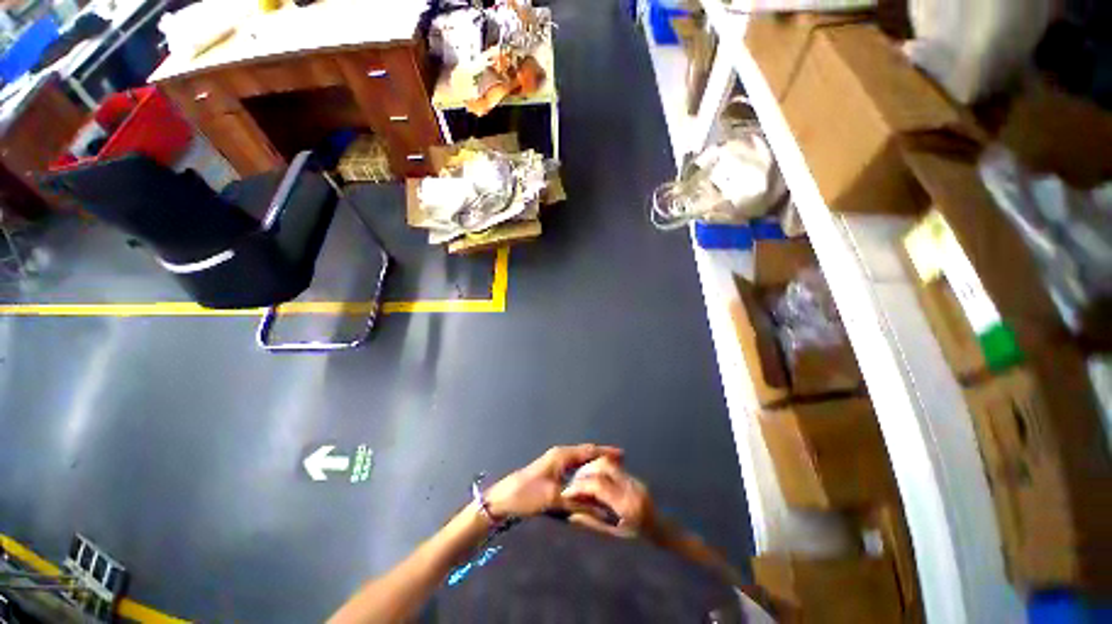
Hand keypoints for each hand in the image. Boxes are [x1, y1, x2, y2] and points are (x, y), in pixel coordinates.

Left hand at [484, 444, 623, 519]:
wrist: (504, 498)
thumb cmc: (528, 494)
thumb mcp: (553, 499)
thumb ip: (578, 504)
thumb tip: (602, 510)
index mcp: (562, 456)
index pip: (589, 450)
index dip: (605, 452)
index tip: (623, 454)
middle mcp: (560, 455)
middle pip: (586, 454)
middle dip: (602, 457)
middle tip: (620, 464)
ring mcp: (555, 463)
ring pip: (580, 462)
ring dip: (593, 465)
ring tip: (609, 472)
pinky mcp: (552, 472)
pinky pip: (574, 469)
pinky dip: (585, 473)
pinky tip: (590, 482)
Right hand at [560, 457, 656, 538]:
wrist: (662, 528)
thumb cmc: (638, 537)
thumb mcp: (615, 535)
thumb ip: (593, 523)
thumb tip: (571, 516)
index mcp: (627, 505)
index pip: (599, 485)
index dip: (580, 486)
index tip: (567, 492)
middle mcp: (630, 487)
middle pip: (603, 466)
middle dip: (584, 471)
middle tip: (573, 482)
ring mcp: (633, 478)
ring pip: (608, 461)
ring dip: (591, 467)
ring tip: (581, 479)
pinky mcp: (632, 475)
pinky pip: (612, 464)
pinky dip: (598, 468)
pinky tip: (592, 477)